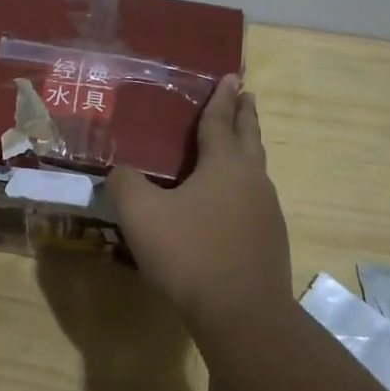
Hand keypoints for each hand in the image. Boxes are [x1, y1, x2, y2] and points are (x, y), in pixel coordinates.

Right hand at [105, 74, 291, 329]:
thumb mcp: (141, 214)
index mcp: (224, 165)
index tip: (230, 77)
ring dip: (247, 150)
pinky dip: (244, 185)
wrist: (242, 313)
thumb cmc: (190, 253)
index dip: (221, 99)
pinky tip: (233, 201)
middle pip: (248, 138)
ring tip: (240, 144)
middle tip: (246, 95)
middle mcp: (252, 180)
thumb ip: (125, 184)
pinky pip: (255, 199)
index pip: (220, 122)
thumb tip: (120, 171)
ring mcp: (266, 211)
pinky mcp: (269, 240)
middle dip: (245, 115)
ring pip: (256, 170)